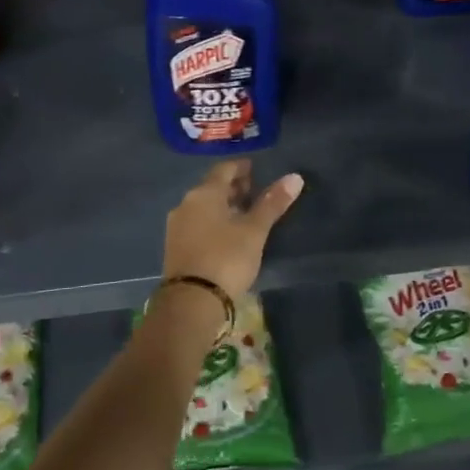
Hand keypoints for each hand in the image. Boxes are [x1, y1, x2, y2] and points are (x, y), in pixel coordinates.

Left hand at [163, 161, 304, 298]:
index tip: (256, 169)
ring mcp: (176, 226)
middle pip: (211, 187)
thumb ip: (272, 203)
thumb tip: (295, 177)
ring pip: (203, 206)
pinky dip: (212, 221)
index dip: (241, 167)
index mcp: (204, 193)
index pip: (224, 169)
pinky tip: (226, 234)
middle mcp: (186, 204)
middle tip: (253, 191)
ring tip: (243, 214)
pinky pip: (196, 223)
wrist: (191, 302)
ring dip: (222, 205)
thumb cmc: (226, 258)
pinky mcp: (174, 247)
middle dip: (232, 187)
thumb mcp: (254, 231)